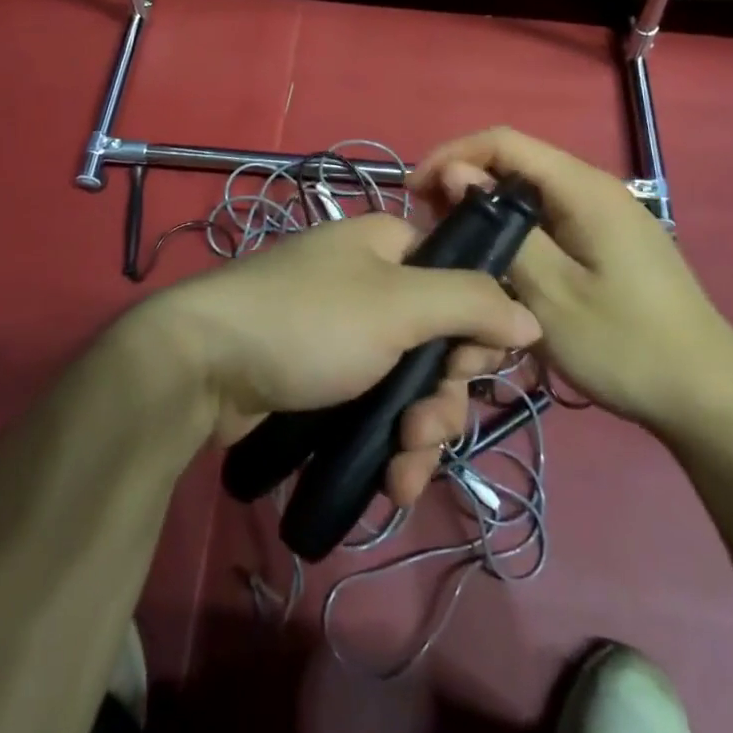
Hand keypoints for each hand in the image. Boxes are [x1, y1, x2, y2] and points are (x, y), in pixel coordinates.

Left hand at [142, 216, 541, 504]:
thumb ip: (470, 303)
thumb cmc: (309, 321)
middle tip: (426, 428)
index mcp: (389, 247)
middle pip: (439, 342)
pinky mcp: (322, 379)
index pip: (461, 281)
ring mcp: (345, 335)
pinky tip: (390, 485)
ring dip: (421, 433)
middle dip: (445, 397)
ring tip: (404, 471)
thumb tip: (530, 315)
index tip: (470, 368)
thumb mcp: (398, 304)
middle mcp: (371, 284)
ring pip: (411, 385)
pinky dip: (389, 446)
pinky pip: (375, 409)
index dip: (476, 329)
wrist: (201, 365)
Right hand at [412, 126, 732, 437]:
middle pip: (517, 162)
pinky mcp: (611, 240)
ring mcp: (607, 214)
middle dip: (466, 181)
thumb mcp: (550, 293)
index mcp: (583, 188)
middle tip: (429, 224)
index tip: (414, 191)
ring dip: (489, 208)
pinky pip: (551, 217)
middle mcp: (596, 187)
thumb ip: (500, 227)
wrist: (710, 398)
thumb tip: (456, 174)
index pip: (504, 141)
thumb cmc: (625, 345)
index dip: (453, 155)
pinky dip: (515, 228)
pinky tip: (500, 261)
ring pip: (532, 192)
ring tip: (456, 243)